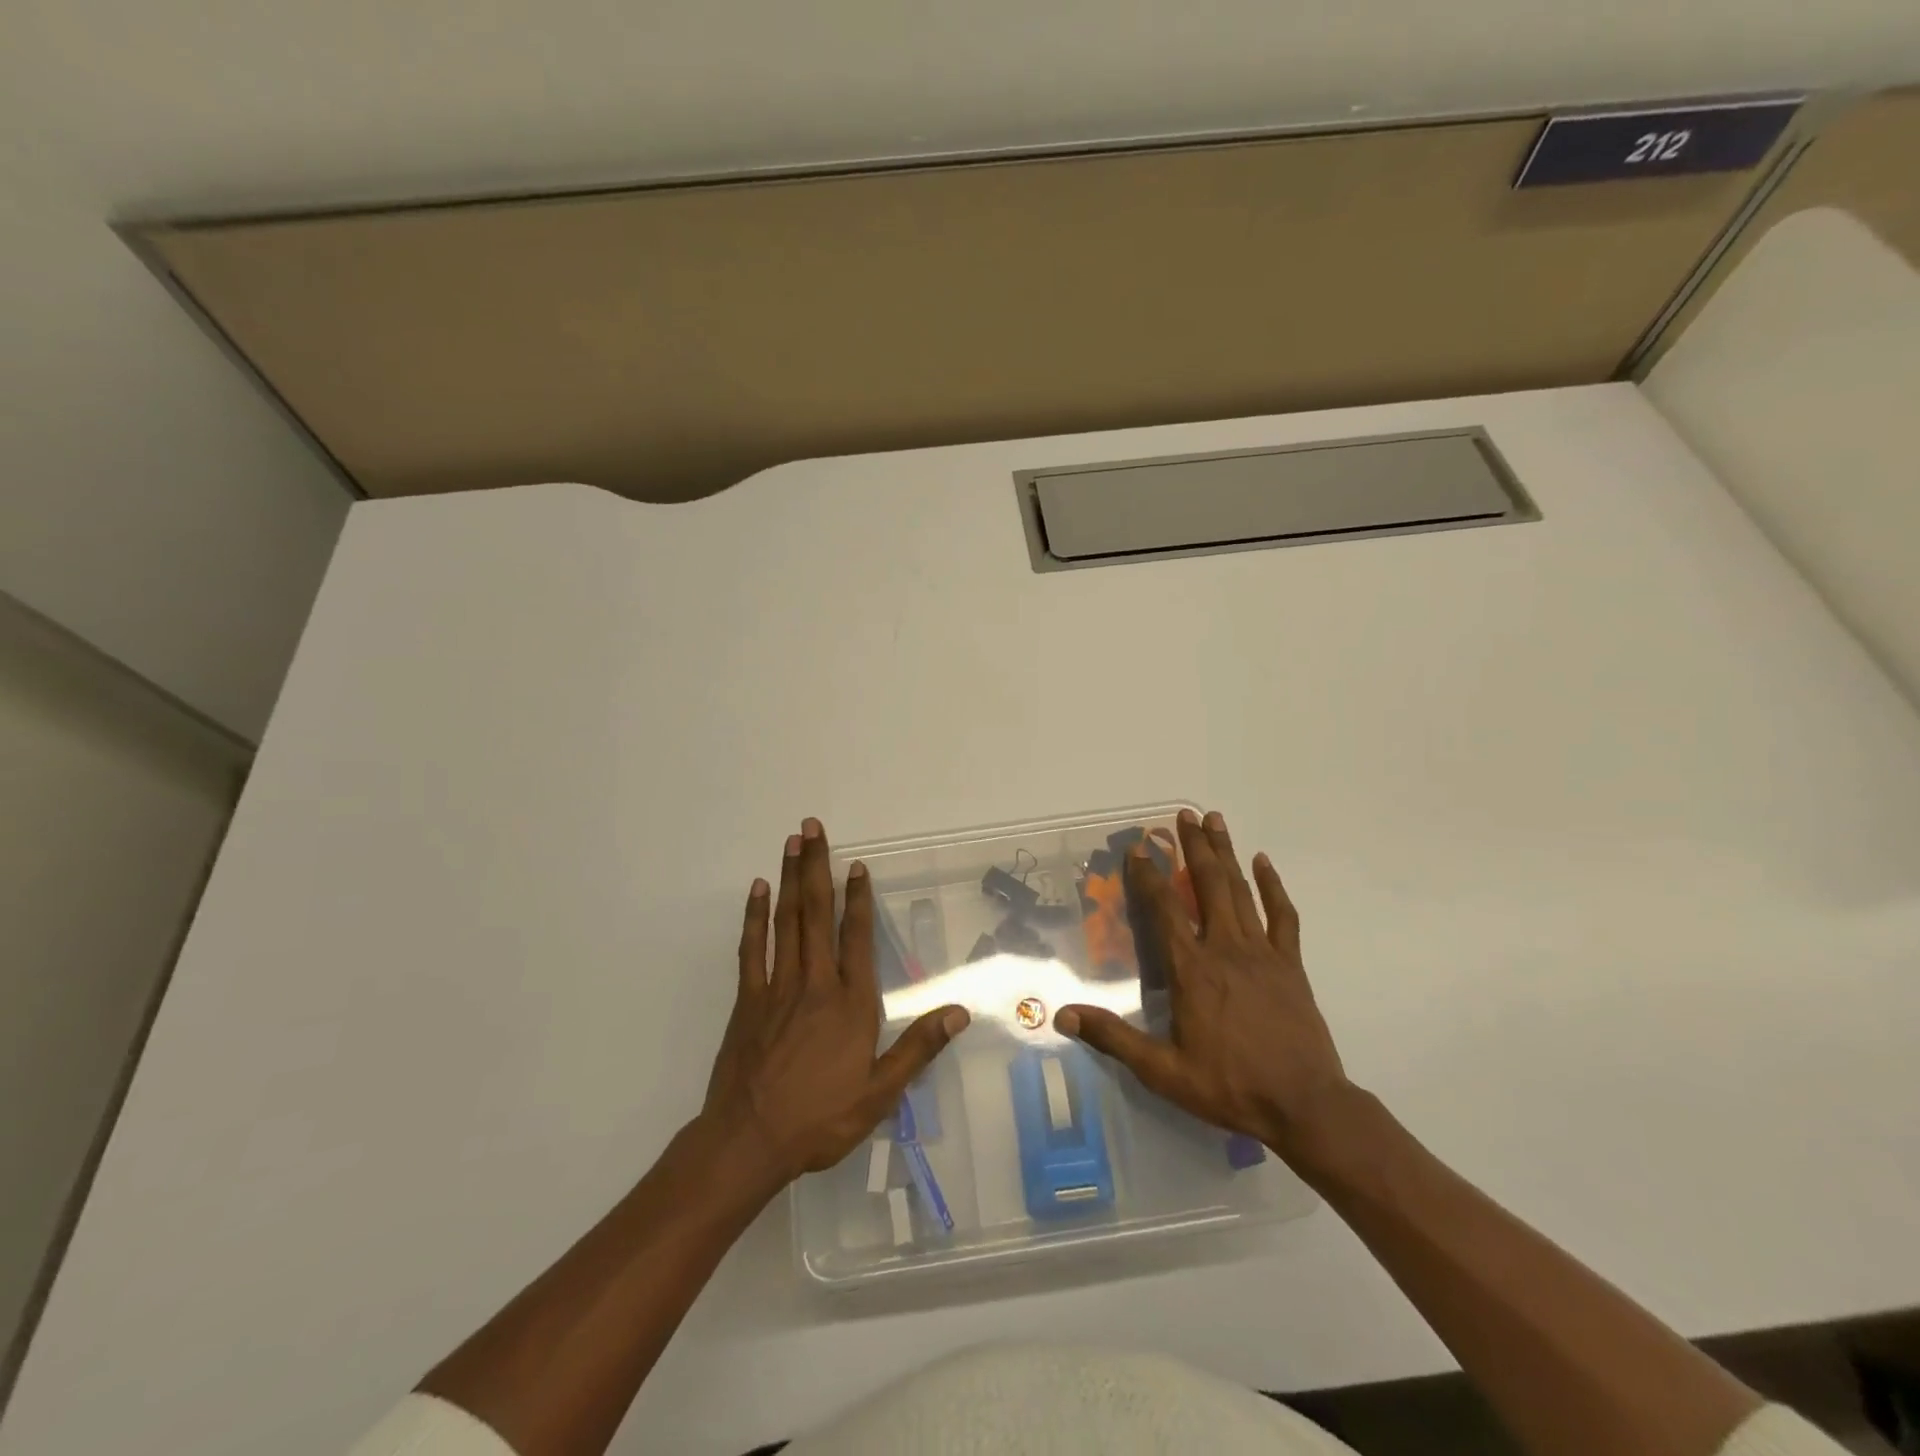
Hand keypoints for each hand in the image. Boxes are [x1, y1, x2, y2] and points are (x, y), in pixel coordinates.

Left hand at [702, 818, 969, 1185]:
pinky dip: (754, 917)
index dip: (858, 898)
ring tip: (791, 842)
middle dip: (816, 868)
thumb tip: (959, 1012)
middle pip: (816, 914)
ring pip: (785, 921)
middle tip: (813, 827)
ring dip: (788, 879)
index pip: (857, 937)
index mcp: (850, 1003)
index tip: (856, 865)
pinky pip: (752, 949)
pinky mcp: (747, 1000)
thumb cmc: (820, 1119)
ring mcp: (776, 988)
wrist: (749, 1141)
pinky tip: (757, 891)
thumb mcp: (880, 1093)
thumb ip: (918, 1048)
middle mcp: (815, 983)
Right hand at [1055, 809, 1349, 1157]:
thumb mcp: (1163, 1071)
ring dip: (1225, 853)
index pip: (1164, 910)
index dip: (1147, 876)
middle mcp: (1225, 948)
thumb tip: (1063, 1016)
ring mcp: (1262, 952)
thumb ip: (1114, 1038)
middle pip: (1207, 885)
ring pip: (1241, 890)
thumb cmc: (1230, 1086)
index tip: (1137, 848)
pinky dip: (1272, 886)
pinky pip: (1282, 915)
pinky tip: (1263, 863)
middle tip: (1184, 814)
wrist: (1306, 1106)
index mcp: (1192, 969)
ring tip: (1215, 820)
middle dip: (1193, 846)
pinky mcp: (1290, 964)